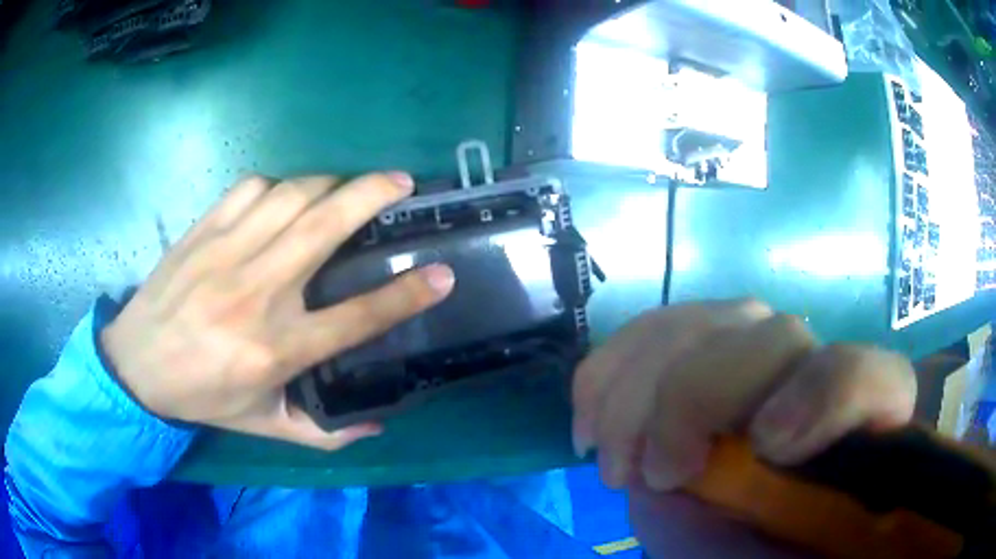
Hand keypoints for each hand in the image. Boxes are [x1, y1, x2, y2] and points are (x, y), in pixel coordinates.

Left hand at [101, 173, 454, 449]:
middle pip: (326, 228)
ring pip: (291, 195)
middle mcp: (256, 293)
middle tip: (402, 183)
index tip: (442, 274)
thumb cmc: (201, 396)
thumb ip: (322, 432)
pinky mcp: (204, 230)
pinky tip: (286, 197)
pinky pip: (252, 189)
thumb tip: (375, 425)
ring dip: (329, 183)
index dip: (406, 294)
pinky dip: (280, 185)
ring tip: (347, 187)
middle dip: (374, 195)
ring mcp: (226, 253)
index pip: (356, 317)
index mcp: (275, 348)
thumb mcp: (263, 426)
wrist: (136, 365)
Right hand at [572, 300, 915, 555]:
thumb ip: (798, 526)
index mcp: (861, 417)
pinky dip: (608, 372)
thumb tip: (767, 509)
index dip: (821, 399)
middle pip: (773, 340)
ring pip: (703, 325)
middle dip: (697, 402)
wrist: (753, 503)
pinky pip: (648, 331)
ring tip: (616, 463)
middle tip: (656, 476)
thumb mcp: (788, 547)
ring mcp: (751, 342)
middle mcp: (811, 364)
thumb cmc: (776, 531)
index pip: (865, 379)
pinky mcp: (698, 342)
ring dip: (641, 393)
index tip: (765, 448)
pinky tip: (591, 421)